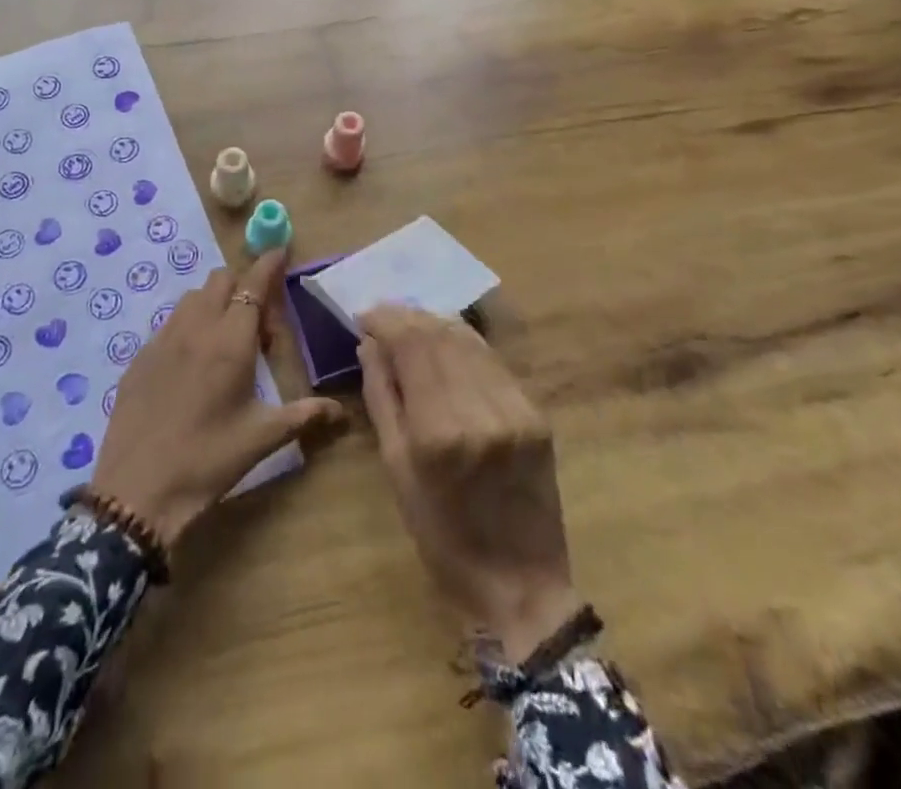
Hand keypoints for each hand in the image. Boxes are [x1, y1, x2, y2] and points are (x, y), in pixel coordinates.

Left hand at [92, 250, 343, 548]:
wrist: (136, 492)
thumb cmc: (207, 461)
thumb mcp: (261, 439)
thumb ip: (303, 415)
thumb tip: (340, 411)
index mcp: (230, 342)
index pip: (253, 285)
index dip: (268, 264)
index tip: (280, 250)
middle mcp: (195, 329)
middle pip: (221, 280)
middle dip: (243, 285)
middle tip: (257, 324)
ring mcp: (162, 340)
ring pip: (192, 297)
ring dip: (214, 302)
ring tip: (225, 341)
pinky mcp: (139, 357)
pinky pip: (169, 323)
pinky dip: (188, 326)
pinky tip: (192, 365)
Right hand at [358, 306, 578, 660]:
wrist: (521, 585)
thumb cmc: (443, 538)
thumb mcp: (397, 471)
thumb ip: (382, 398)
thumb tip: (369, 345)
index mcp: (439, 431)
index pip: (411, 344)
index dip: (385, 320)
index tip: (364, 316)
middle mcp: (480, 410)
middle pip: (439, 335)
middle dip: (407, 316)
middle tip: (382, 316)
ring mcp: (515, 409)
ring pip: (469, 341)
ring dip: (435, 324)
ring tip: (410, 323)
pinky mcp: (536, 413)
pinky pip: (493, 361)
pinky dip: (465, 344)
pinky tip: (447, 343)